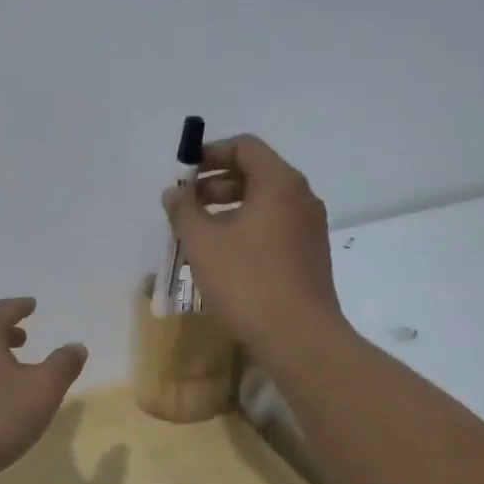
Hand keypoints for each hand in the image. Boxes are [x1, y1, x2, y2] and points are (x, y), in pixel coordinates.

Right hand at [162, 135, 348, 361]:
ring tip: (199, 233)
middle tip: (186, 205)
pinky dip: (246, 228)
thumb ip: (183, 210)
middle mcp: (301, 198)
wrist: (298, 337)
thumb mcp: (202, 242)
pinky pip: (274, 227)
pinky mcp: (310, 255)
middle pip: (256, 173)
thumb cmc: (246, 281)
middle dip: (216, 183)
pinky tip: (224, 256)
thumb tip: (174, 192)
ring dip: (229, 208)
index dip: (210, 152)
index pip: (245, 147)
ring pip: (264, 203)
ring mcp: (310, 228)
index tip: (183, 172)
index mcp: (279, 183)